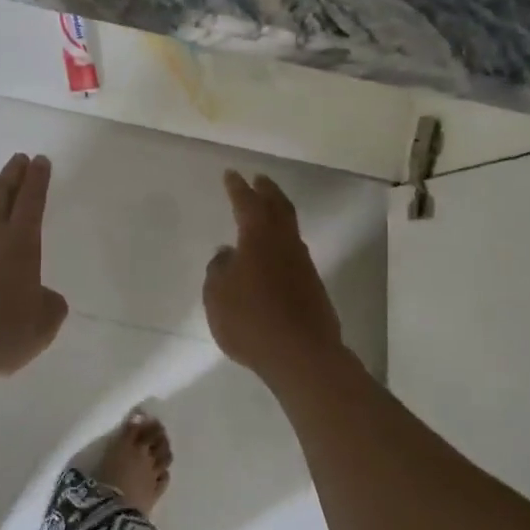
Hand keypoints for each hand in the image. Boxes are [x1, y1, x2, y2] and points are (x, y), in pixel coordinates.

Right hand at [204, 170, 344, 380]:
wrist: (302, 355)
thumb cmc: (251, 320)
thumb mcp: (217, 295)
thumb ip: (218, 270)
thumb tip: (227, 255)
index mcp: (258, 238)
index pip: (247, 203)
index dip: (237, 188)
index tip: (231, 174)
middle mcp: (284, 244)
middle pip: (278, 207)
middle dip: (267, 191)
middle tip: (260, 179)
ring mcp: (303, 265)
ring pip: (290, 229)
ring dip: (278, 215)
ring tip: (267, 213)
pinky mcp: (312, 287)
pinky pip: (294, 253)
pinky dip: (282, 243)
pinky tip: (273, 255)